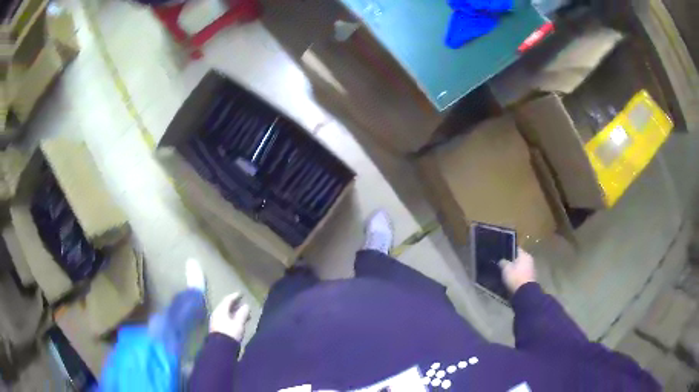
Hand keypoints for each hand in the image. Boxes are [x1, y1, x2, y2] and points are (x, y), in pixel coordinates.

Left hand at [210, 293, 249, 341]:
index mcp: (221, 310)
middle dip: (235, 305)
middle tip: (243, 303)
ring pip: (226, 313)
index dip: (235, 296)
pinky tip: (237, 322)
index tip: (241, 294)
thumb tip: (246, 305)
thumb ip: (243, 313)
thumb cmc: (230, 333)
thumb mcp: (239, 323)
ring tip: (243, 314)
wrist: (221, 348)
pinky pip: (225, 319)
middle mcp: (216, 314)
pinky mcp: (217, 328)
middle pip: (226, 306)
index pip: (228, 300)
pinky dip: (232, 318)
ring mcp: (216, 321)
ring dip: (234, 312)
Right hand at [499, 248, 536, 293]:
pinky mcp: (531, 278)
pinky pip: (523, 274)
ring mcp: (532, 269)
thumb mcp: (505, 268)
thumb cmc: (515, 277)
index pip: (515, 248)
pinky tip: (512, 279)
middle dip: (512, 261)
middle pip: (519, 258)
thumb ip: (503, 262)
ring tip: (507, 273)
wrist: (524, 292)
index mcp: (524, 254)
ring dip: (515, 269)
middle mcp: (530, 259)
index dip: (508, 251)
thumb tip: (502, 261)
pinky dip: (518, 275)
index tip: (502, 255)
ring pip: (521, 266)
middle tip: (504, 265)